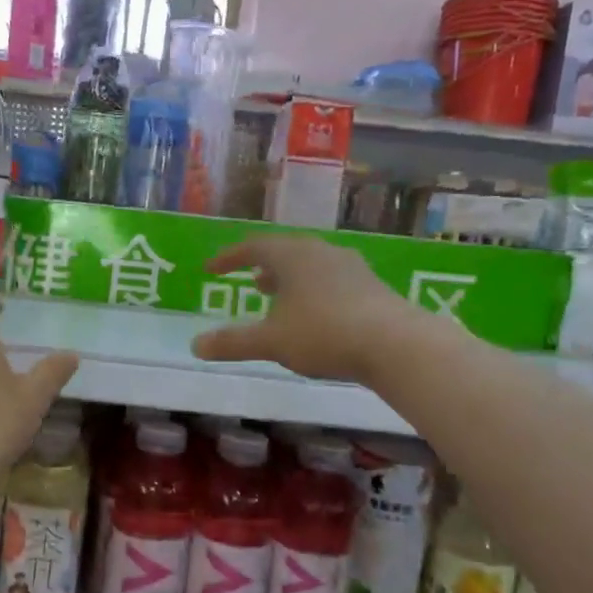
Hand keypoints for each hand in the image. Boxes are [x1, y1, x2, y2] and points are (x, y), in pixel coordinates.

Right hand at [190, 235, 419, 383]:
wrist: (397, 344)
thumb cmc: (324, 333)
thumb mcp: (271, 341)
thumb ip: (233, 342)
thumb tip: (195, 345)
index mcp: (292, 256)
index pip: (252, 247)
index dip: (228, 258)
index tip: (211, 269)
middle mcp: (321, 252)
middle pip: (285, 251)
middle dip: (263, 265)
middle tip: (250, 279)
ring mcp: (351, 267)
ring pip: (311, 265)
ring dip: (289, 278)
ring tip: (278, 296)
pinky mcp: (372, 287)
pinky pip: (332, 280)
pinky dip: (313, 290)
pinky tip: (315, 314)